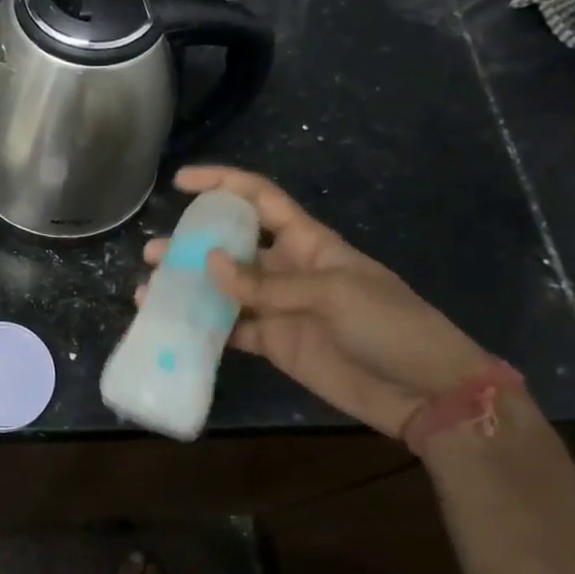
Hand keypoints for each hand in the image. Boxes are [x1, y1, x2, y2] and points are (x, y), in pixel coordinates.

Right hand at [142, 166, 493, 437]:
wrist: (426, 392)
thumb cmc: (389, 326)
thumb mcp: (333, 293)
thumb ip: (267, 283)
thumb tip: (208, 263)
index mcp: (308, 242)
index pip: (259, 199)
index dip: (222, 184)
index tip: (182, 181)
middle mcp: (286, 268)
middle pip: (231, 246)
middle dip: (191, 243)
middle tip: (152, 251)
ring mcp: (278, 308)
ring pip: (223, 289)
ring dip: (188, 286)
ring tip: (149, 288)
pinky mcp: (274, 343)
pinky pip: (229, 329)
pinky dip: (201, 327)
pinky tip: (171, 324)